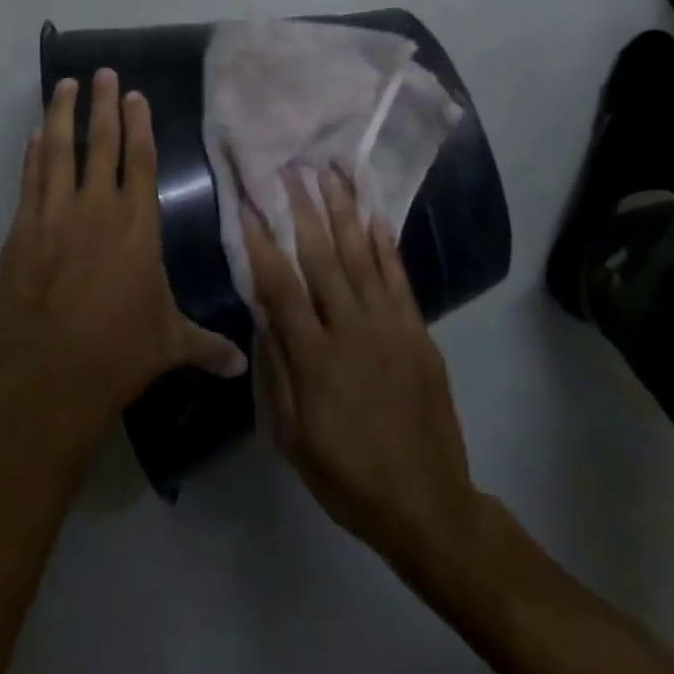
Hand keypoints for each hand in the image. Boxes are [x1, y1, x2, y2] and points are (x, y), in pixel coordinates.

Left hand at [0, 70, 247, 447]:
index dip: (138, 123)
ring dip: (62, 114)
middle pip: (102, 142)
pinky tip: (35, 135)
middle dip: (103, 103)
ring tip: (64, 85)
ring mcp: (55, 215)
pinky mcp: (22, 231)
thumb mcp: (170, 343)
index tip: (134, 94)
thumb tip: (241, 366)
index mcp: (138, 224)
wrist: (53, 377)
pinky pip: (30, 180)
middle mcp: (97, 208)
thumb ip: (207, 346)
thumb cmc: (121, 353)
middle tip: (102, 72)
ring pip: (59, 151)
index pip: (140, 159)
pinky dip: (32, 154)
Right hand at [244, 166, 477, 572]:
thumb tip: (261, 314)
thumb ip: (275, 370)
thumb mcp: (290, 436)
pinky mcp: (418, 332)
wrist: (426, 504)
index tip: (247, 204)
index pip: (280, 286)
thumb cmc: (346, 476)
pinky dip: (385, 245)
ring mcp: (390, 327)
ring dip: (344, 212)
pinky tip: (374, 216)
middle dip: (303, 209)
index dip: (261, 242)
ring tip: (331, 173)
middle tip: (291, 169)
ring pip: (361, 256)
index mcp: (314, 357)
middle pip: (321, 257)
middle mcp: (351, 330)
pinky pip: (399, 278)